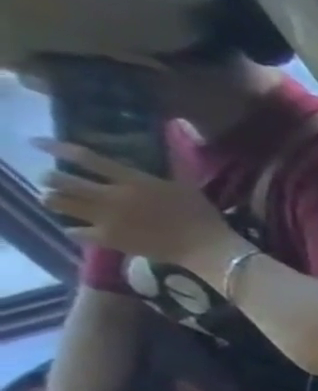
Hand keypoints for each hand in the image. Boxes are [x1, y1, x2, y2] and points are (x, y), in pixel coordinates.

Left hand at [38, 141, 236, 269]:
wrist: (206, 247)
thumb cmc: (202, 216)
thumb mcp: (186, 189)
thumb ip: (160, 176)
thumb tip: (150, 161)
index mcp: (133, 181)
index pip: (86, 159)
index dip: (57, 148)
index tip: (37, 142)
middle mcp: (112, 196)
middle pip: (61, 180)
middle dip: (50, 178)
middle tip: (52, 180)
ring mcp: (106, 218)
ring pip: (58, 203)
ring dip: (54, 200)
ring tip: (58, 201)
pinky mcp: (107, 238)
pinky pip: (74, 231)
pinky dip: (73, 229)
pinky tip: (78, 229)